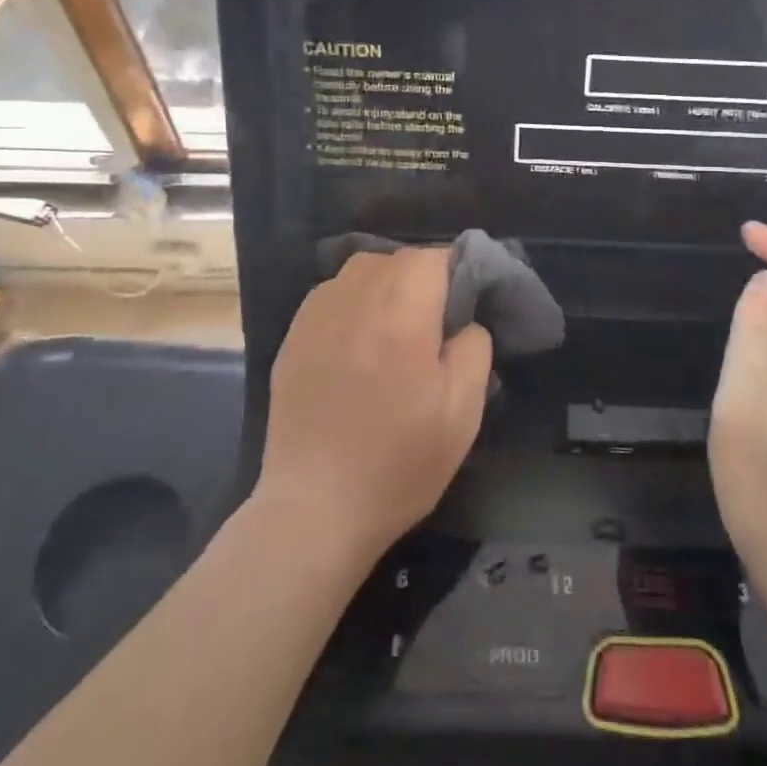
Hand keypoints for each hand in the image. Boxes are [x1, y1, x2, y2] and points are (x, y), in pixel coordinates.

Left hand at [256, 248, 492, 565]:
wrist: (316, 509)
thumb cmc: (399, 460)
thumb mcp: (463, 408)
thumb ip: (474, 345)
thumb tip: (464, 319)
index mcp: (401, 309)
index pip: (434, 256)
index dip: (456, 273)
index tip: (464, 307)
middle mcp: (354, 297)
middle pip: (395, 258)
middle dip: (421, 278)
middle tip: (433, 324)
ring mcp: (315, 315)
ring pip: (360, 271)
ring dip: (384, 286)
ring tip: (394, 329)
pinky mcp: (292, 337)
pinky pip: (331, 296)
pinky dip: (352, 304)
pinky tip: (356, 344)